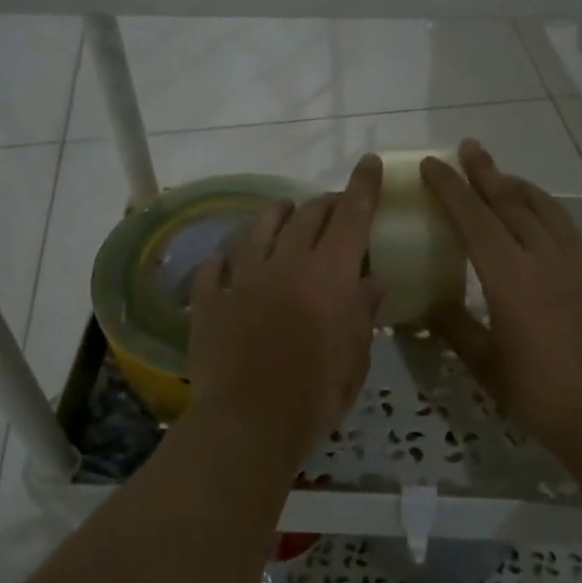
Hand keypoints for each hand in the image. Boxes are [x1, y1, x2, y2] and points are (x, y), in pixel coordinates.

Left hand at [187, 155, 383, 465]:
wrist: (249, 420)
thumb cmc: (316, 394)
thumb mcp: (355, 358)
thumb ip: (362, 314)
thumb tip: (371, 282)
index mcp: (329, 275)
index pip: (352, 216)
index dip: (363, 186)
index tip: (369, 161)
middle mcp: (286, 263)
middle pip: (307, 216)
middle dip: (325, 203)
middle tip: (334, 205)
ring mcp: (243, 278)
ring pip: (259, 228)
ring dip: (277, 214)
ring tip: (285, 209)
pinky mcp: (211, 299)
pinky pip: (215, 267)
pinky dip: (225, 258)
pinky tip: (226, 258)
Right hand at [421, 141, 581, 472]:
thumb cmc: (540, 395)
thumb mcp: (486, 366)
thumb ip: (455, 328)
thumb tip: (428, 305)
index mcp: (510, 279)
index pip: (474, 220)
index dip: (451, 190)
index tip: (433, 166)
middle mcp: (545, 259)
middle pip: (511, 203)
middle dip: (486, 173)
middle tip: (468, 148)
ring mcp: (578, 264)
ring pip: (546, 210)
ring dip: (520, 187)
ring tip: (502, 175)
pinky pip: (569, 230)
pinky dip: (548, 212)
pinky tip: (542, 217)